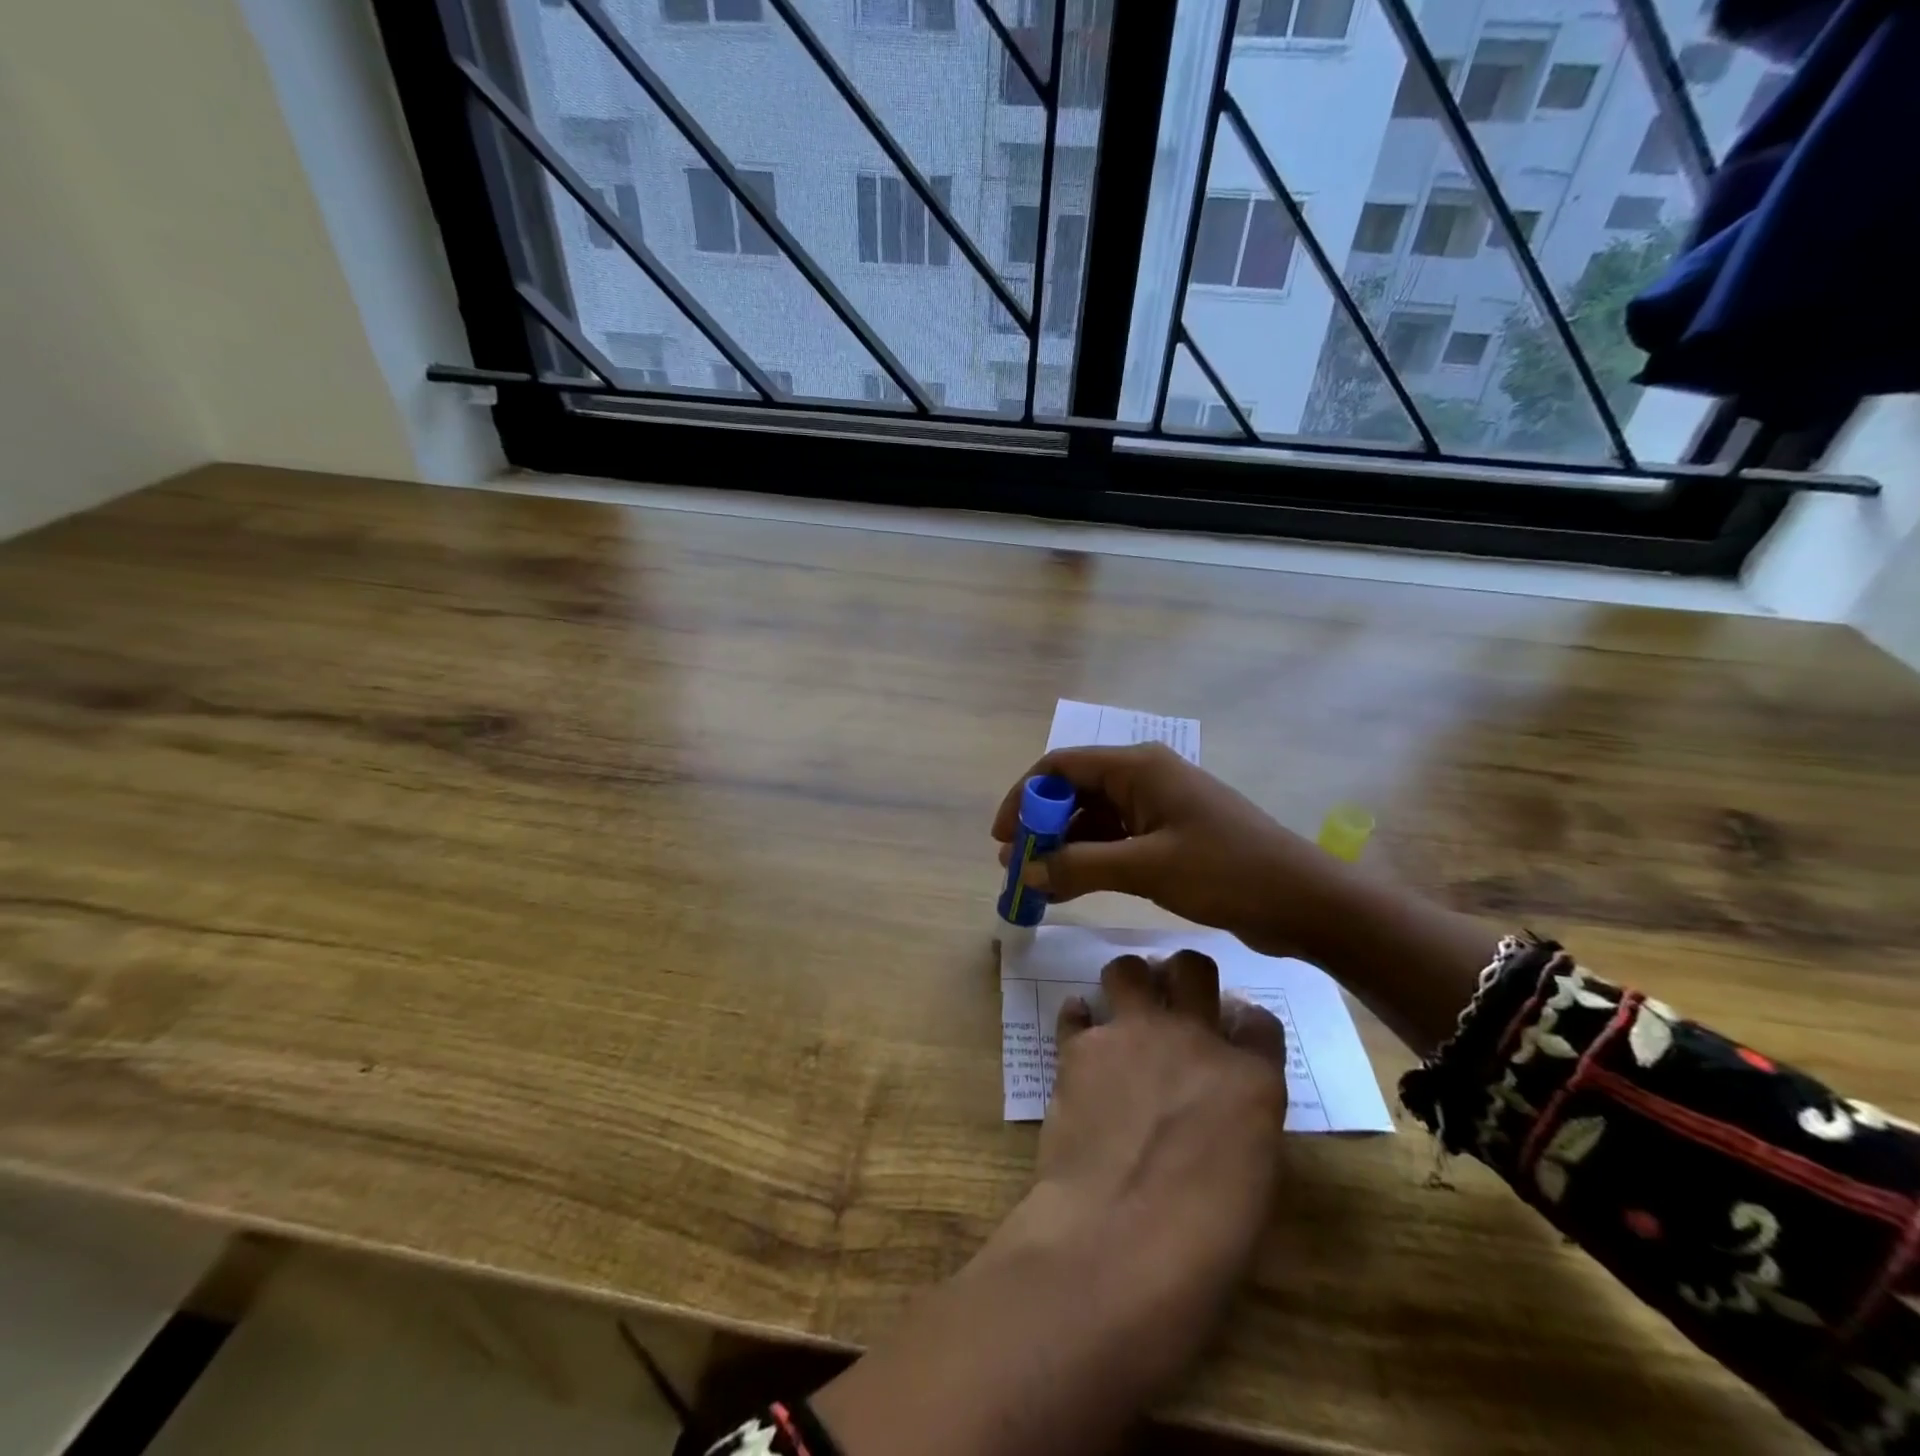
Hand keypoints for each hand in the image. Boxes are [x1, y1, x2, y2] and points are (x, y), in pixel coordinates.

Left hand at [811, 950, 1287, 1455]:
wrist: (1118, 1243)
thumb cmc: (1205, 1245)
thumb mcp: (1255, 1183)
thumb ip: (1245, 1122)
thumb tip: (1226, 1100)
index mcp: (1251, 1078)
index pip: (1260, 1021)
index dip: (1245, 1022)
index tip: (1232, 1031)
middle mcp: (1193, 1039)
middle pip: (1194, 968)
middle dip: (1185, 977)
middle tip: (1174, 1002)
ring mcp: (1133, 1034)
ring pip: (1129, 968)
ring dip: (1130, 982)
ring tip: (1125, 1007)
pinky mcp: (1080, 1047)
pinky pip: (1075, 1010)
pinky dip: (1078, 1017)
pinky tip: (1080, 1036)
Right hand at [992, 743, 1330, 957]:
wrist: (1303, 900)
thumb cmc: (1225, 872)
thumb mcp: (1146, 868)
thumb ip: (1080, 865)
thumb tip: (1026, 869)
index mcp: (1138, 767)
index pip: (1061, 767)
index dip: (1024, 797)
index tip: (1002, 837)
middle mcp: (1144, 777)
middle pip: (1075, 792)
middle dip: (1042, 827)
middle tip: (1017, 868)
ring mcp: (1159, 806)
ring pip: (1094, 819)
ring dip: (1064, 848)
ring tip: (1038, 885)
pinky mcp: (1171, 834)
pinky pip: (1117, 840)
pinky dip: (1091, 861)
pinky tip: (1070, 890)